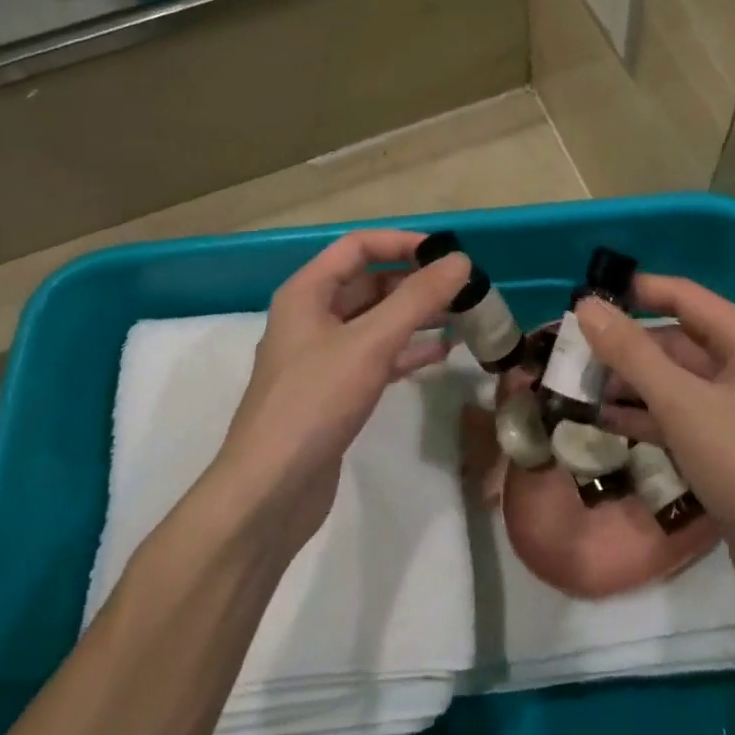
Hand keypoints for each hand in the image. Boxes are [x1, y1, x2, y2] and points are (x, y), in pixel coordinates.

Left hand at [209, 230, 469, 551]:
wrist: (270, 490)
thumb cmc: (315, 403)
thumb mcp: (370, 343)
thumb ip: (417, 299)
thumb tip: (460, 260)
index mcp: (307, 293)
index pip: (358, 246)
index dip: (402, 243)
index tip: (447, 255)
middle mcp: (312, 317)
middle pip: (369, 283)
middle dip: (415, 283)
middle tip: (464, 291)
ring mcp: (323, 357)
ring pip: (376, 322)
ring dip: (416, 317)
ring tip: (463, 318)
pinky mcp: (335, 392)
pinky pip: (376, 357)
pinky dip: (407, 351)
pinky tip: (442, 354)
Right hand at [573, 277, 734, 572]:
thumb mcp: (682, 402)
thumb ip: (632, 352)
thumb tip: (587, 305)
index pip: (685, 297)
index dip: (638, 292)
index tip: (588, 296)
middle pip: (675, 342)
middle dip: (625, 346)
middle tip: (571, 352)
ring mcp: (734, 412)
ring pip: (672, 383)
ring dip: (627, 384)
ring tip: (577, 386)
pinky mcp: (723, 450)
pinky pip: (676, 418)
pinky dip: (642, 417)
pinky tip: (602, 421)